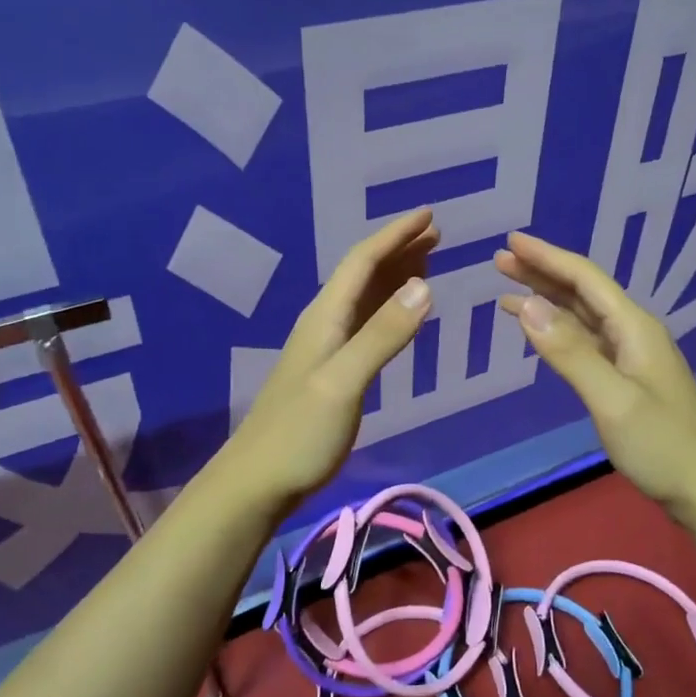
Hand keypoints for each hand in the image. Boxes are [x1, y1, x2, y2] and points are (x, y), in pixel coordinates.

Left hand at [222, 207, 438, 514]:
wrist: (258, 481)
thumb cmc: (300, 433)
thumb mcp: (344, 382)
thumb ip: (382, 336)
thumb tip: (424, 285)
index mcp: (325, 318)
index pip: (362, 262)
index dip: (395, 235)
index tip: (429, 216)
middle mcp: (325, 324)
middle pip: (363, 274)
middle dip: (399, 249)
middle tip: (437, 234)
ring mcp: (326, 349)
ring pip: (365, 298)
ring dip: (395, 276)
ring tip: (427, 262)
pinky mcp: (331, 373)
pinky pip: (366, 324)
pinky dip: (389, 309)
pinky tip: (400, 316)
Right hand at [495, 232, 695, 516]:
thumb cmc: (662, 445)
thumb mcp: (612, 400)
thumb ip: (570, 352)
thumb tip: (527, 305)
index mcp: (633, 327)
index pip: (584, 278)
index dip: (547, 257)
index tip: (511, 242)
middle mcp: (632, 333)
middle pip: (582, 292)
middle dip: (542, 273)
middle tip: (500, 261)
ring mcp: (630, 357)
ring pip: (581, 316)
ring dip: (546, 300)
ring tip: (507, 291)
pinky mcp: (625, 379)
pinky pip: (584, 341)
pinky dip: (557, 331)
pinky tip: (539, 331)